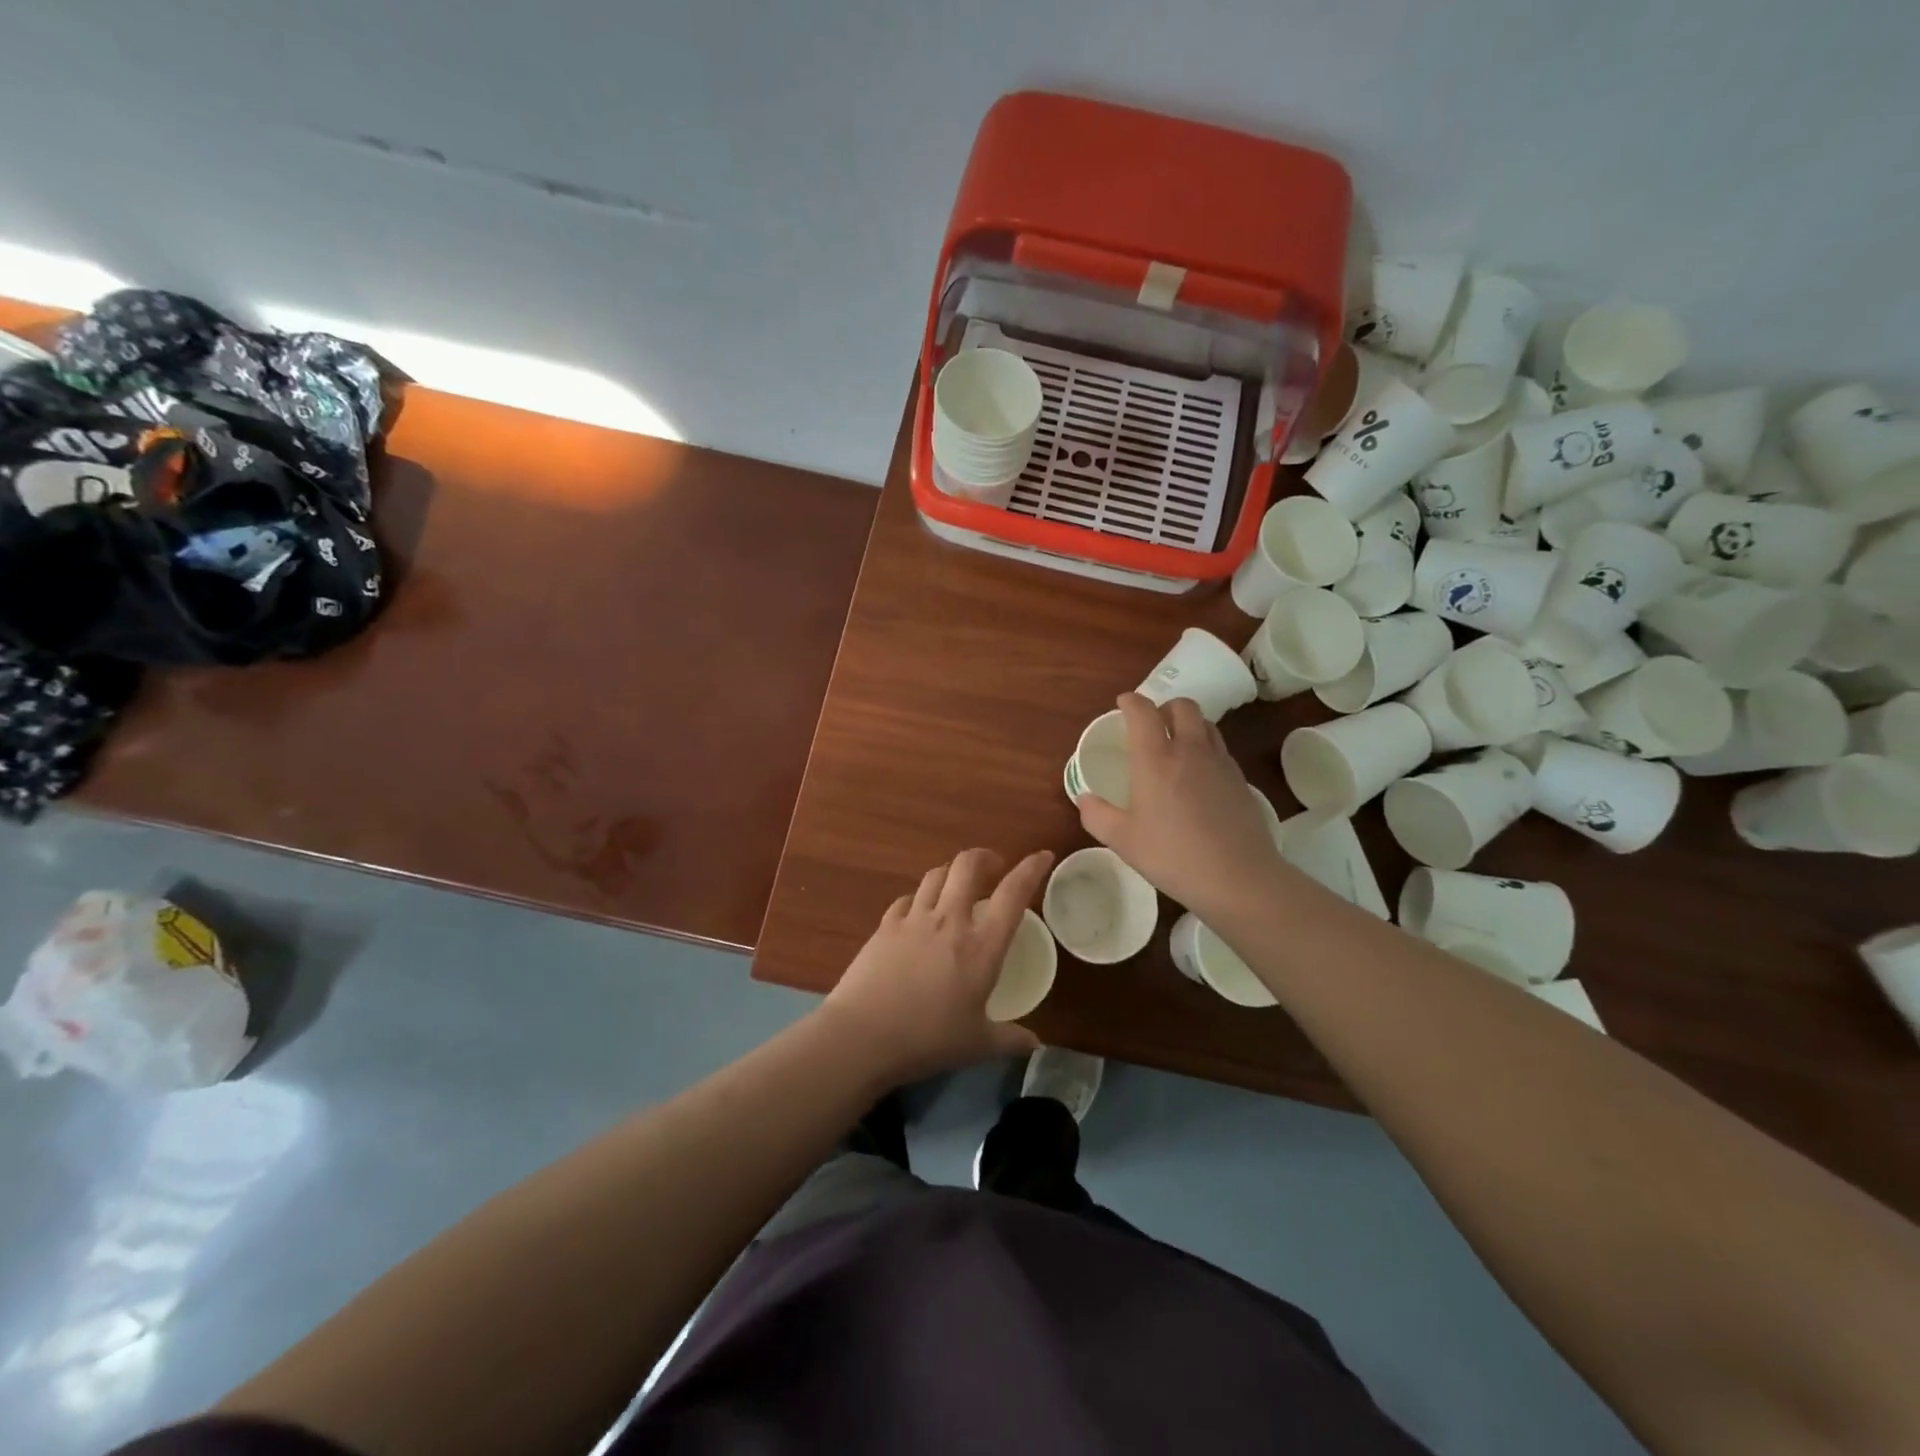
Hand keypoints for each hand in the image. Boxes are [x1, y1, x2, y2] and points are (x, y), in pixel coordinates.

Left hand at [823, 847, 1051, 1085]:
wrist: (862, 1036)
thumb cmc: (928, 1040)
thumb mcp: (977, 1045)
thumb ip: (1009, 1040)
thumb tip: (1034, 1044)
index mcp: (981, 947)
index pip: (1013, 894)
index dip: (1031, 869)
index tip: (1043, 856)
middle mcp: (950, 921)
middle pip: (968, 865)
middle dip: (984, 857)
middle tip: (993, 868)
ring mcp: (914, 919)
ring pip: (936, 875)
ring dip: (952, 873)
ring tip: (957, 886)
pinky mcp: (885, 926)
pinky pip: (907, 898)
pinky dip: (919, 898)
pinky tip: (918, 912)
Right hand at [1076, 693, 1285, 923]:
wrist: (1237, 877)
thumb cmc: (1172, 856)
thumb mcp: (1122, 840)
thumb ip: (1096, 815)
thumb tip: (1084, 799)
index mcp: (1155, 758)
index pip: (1143, 711)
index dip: (1131, 701)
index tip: (1123, 704)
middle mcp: (1189, 750)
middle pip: (1182, 706)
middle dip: (1164, 708)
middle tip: (1152, 725)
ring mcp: (1220, 763)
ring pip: (1206, 724)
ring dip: (1188, 725)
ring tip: (1177, 745)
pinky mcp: (1240, 779)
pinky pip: (1220, 749)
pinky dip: (1206, 748)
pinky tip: (1199, 775)